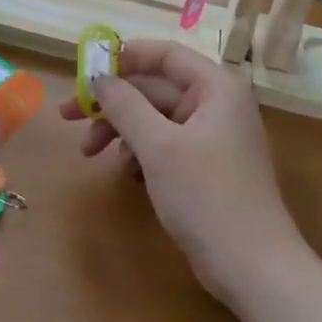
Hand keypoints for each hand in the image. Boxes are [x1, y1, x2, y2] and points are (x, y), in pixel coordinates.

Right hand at [60, 40, 307, 305]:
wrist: (253, 267)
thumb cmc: (207, 196)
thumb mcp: (159, 146)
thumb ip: (125, 105)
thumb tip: (99, 77)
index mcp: (216, 87)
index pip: (165, 54)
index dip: (124, 57)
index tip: (85, 70)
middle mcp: (217, 104)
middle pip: (155, 87)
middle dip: (112, 102)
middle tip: (68, 116)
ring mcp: (213, 137)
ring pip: (156, 118)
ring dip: (121, 130)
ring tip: (89, 153)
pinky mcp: (206, 167)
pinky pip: (166, 144)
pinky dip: (141, 152)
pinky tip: (126, 172)